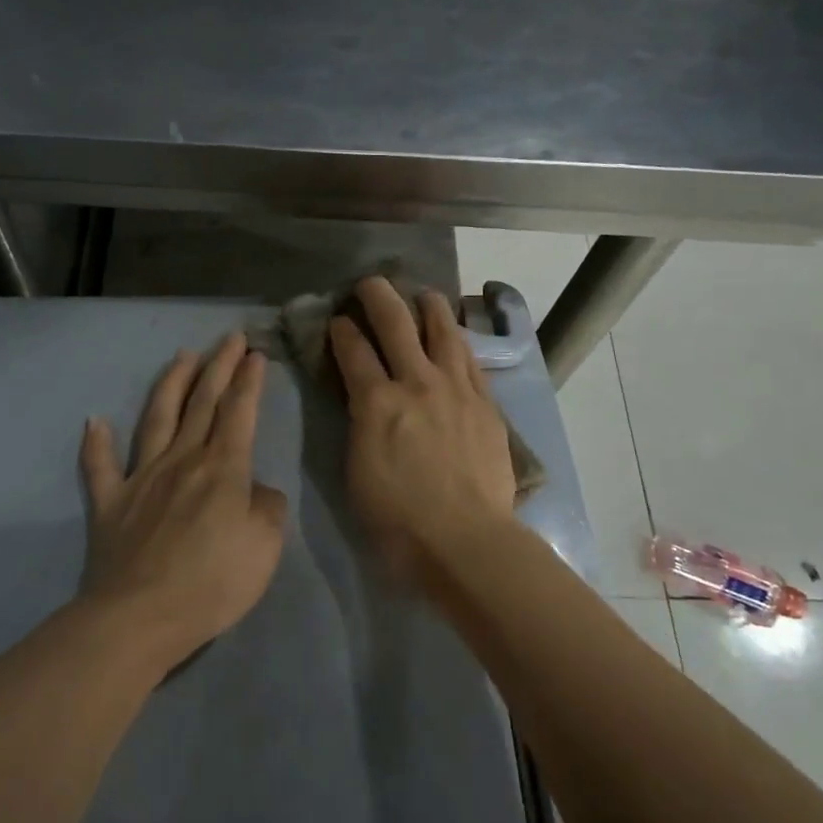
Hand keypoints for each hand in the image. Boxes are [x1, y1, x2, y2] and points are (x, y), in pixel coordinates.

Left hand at [79, 333, 288, 668]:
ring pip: (158, 419)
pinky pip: (100, 467)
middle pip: (202, 403)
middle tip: (230, 337)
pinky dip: (96, 443)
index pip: (239, 412)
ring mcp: (142, 478)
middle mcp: (182, 460)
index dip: (249, 380)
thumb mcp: (265, 547)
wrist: (141, 617)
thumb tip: (255, 489)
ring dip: (171, 384)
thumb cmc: (213, 582)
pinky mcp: (111, 504)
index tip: (256, 353)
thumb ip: (267, 508)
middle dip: (219, 366)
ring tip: (181, 357)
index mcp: (223, 468)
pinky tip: (94, 420)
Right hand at [329, 278, 517, 588]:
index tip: (337, 320)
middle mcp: (417, 382)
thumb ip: (359, 424)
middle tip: (370, 284)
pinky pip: (469, 359)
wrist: (465, 538)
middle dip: (378, 296)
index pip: (352, 350)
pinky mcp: (484, 402)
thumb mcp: (357, 470)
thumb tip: (363, 400)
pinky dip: (458, 340)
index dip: (341, 330)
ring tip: (423, 295)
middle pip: (396, 323)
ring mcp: (456, 388)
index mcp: (377, 402)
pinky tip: (455, 335)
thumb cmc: (398, 518)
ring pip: (442, 331)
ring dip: (429, 306)